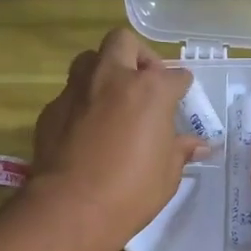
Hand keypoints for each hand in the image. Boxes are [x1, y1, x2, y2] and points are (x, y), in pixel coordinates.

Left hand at [28, 28, 201, 245]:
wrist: (72, 208)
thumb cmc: (131, 191)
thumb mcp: (167, 174)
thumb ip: (180, 150)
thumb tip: (198, 145)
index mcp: (149, 90)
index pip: (175, 76)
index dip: (181, 88)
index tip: (181, 100)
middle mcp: (112, 79)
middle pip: (124, 42)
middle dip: (137, 56)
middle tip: (144, 83)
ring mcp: (77, 91)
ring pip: (89, 59)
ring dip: (104, 71)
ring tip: (112, 99)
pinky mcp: (52, 110)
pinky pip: (70, 95)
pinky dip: (82, 104)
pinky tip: (86, 130)